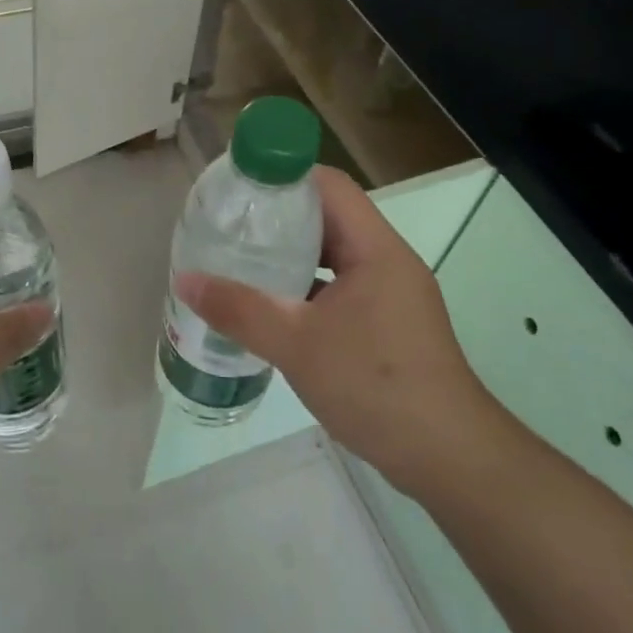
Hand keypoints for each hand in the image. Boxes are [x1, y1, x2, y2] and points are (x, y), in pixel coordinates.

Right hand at [174, 166, 504, 499]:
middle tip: (229, 224)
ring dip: (291, 254)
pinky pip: (340, 287)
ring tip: (240, 260)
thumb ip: (238, 309)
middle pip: (329, 217)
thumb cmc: (375, 385)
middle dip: (278, 217)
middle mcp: (387, 261)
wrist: (447, 456)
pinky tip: (271, 306)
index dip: (283, 176)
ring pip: (334, 255)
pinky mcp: (387, 324)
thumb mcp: (296, 344)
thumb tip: (184, 280)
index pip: (329, 186)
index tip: (238, 188)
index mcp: (375, 249)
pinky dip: (306, 286)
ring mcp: (390, 294)